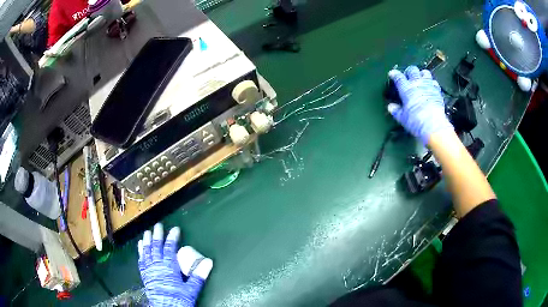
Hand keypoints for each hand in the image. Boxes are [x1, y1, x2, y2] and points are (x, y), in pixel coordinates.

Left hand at [138, 223, 212, 306]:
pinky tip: (140, 246)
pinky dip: (140, 252)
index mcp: (169, 268)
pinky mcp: (145, 275)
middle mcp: (157, 266)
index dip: (172, 238)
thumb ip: (199, 275)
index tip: (175, 229)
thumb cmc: (179, 299)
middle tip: (158, 225)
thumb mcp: (191, 289)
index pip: (170, 249)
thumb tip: (209, 262)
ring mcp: (149, 270)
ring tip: (147, 232)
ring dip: (147, 241)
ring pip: (147, 252)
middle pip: (156, 247)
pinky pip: (141, 260)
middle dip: (157, 235)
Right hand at [387, 66, 452, 143]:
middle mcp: (417, 83)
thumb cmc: (415, 121)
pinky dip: (432, 83)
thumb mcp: (402, 118)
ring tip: (421, 79)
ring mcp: (428, 86)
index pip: (398, 77)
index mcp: (406, 89)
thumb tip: (391, 107)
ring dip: (422, 74)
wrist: (433, 125)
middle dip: (409, 71)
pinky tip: (431, 88)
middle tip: (408, 76)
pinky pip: (434, 82)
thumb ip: (396, 111)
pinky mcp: (437, 91)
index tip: (392, 74)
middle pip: (412, 70)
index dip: (394, 74)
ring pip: (425, 72)